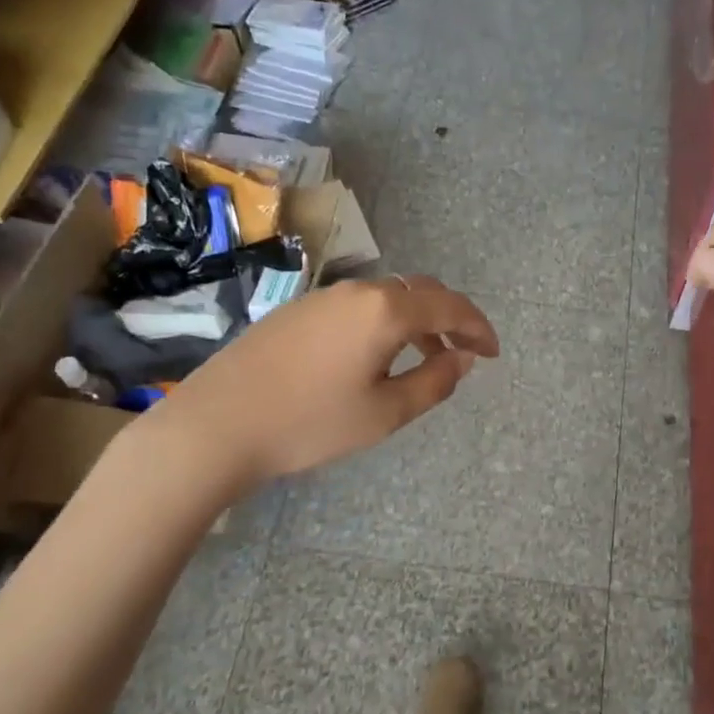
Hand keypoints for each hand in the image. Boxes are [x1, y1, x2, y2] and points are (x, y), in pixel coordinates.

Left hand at [148, 274, 498, 485]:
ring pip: (388, 297)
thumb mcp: (385, 413)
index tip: (493, 354)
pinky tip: (378, 357)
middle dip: (451, 319)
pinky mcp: (299, 310)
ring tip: (427, 359)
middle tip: (466, 353)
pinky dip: (386, 323)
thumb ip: (434, 382)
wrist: (219, 423)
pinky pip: (359, 306)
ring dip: (418, 321)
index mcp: (385, 310)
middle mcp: (358, 291)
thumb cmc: (311, 423)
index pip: (449, 307)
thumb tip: (462, 360)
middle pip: (420, 292)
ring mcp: (324, 297)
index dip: (478, 328)